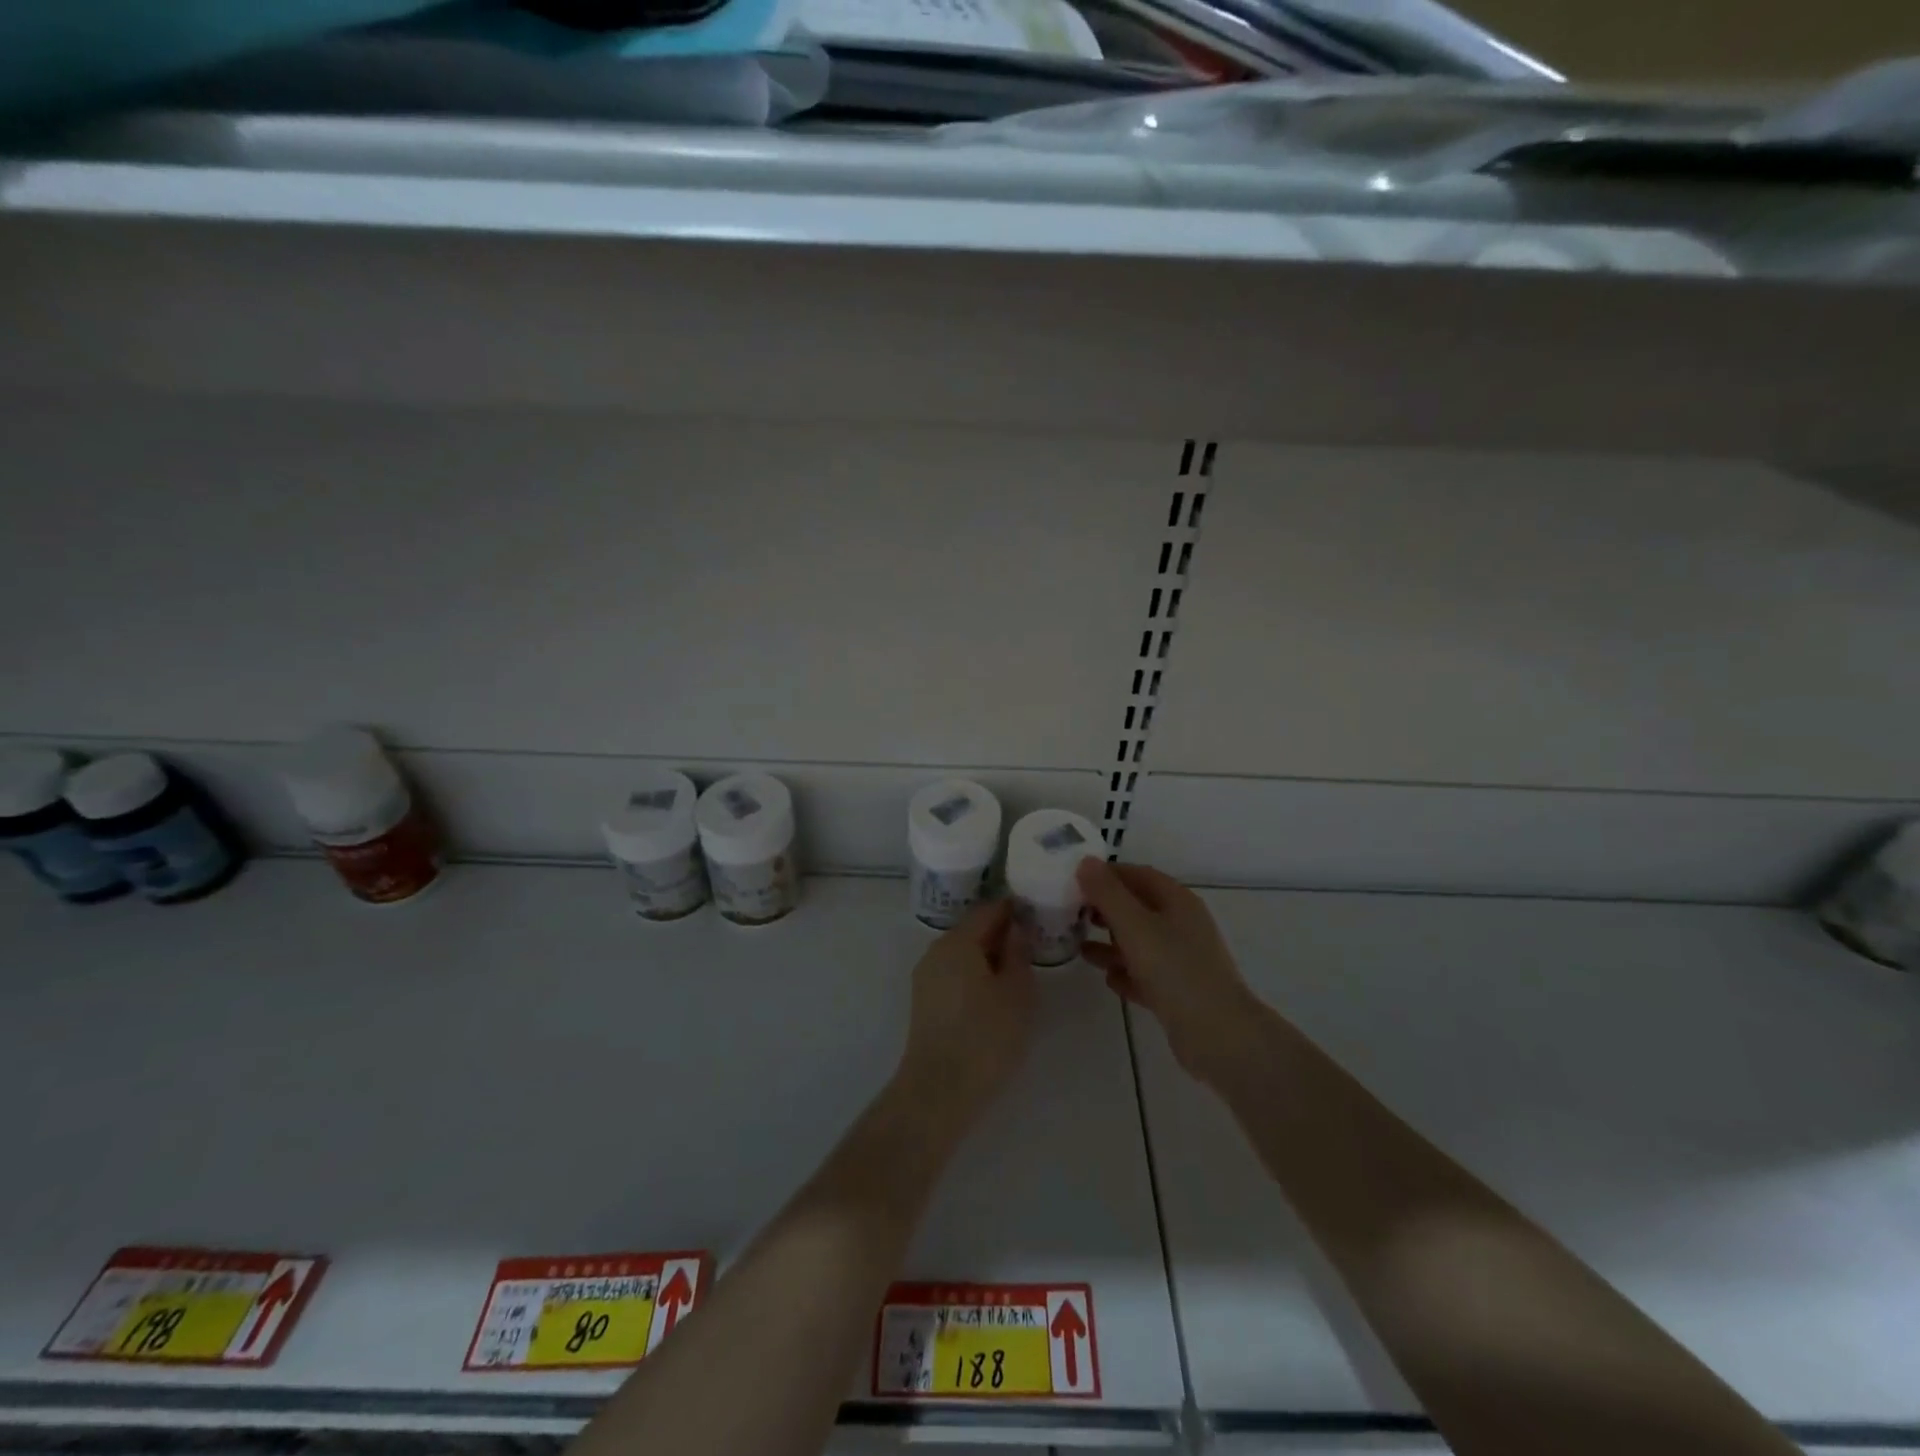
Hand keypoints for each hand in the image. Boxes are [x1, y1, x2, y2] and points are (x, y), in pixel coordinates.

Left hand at [897, 900, 1036, 1123]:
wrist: (939, 1091)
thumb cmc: (986, 1036)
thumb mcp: (1017, 992)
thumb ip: (1018, 953)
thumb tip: (1016, 928)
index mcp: (958, 941)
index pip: (988, 909)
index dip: (1013, 909)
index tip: (1038, 915)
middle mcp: (936, 951)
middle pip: (972, 929)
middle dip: (1001, 933)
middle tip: (1033, 945)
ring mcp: (926, 976)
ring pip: (962, 953)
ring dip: (989, 956)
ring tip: (1018, 972)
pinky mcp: (924, 1001)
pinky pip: (954, 973)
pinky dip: (975, 974)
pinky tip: (995, 994)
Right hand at [1077, 859, 1261, 1085]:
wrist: (1219, 1036)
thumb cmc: (1176, 971)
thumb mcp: (1135, 926)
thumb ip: (1108, 894)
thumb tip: (1085, 862)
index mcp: (1177, 902)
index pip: (1139, 875)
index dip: (1107, 875)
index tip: (1075, 881)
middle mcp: (1182, 926)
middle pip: (1138, 907)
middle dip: (1106, 909)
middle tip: (1073, 914)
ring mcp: (1183, 960)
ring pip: (1140, 943)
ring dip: (1111, 943)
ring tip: (1080, 947)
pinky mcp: (1179, 992)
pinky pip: (1146, 974)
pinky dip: (1126, 973)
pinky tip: (1107, 979)